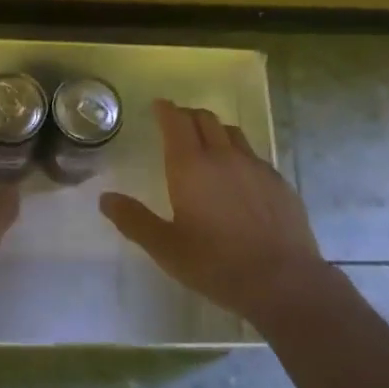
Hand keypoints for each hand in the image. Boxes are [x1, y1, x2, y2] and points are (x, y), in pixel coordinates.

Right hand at [99, 99, 338, 327]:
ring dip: (215, 130)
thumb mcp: (166, 248)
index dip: (165, 110)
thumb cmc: (216, 264)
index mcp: (191, 166)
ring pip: (232, 133)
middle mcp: (224, 156)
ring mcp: (256, 166)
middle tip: (177, 123)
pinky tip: (238, 176)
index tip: (158, 106)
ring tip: (207, 143)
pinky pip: (254, 155)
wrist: (283, 281)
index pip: (176, 122)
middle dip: (188, 116)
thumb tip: (105, 199)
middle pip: (205, 119)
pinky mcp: (279, 182)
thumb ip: (134, 220)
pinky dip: (238, 153)